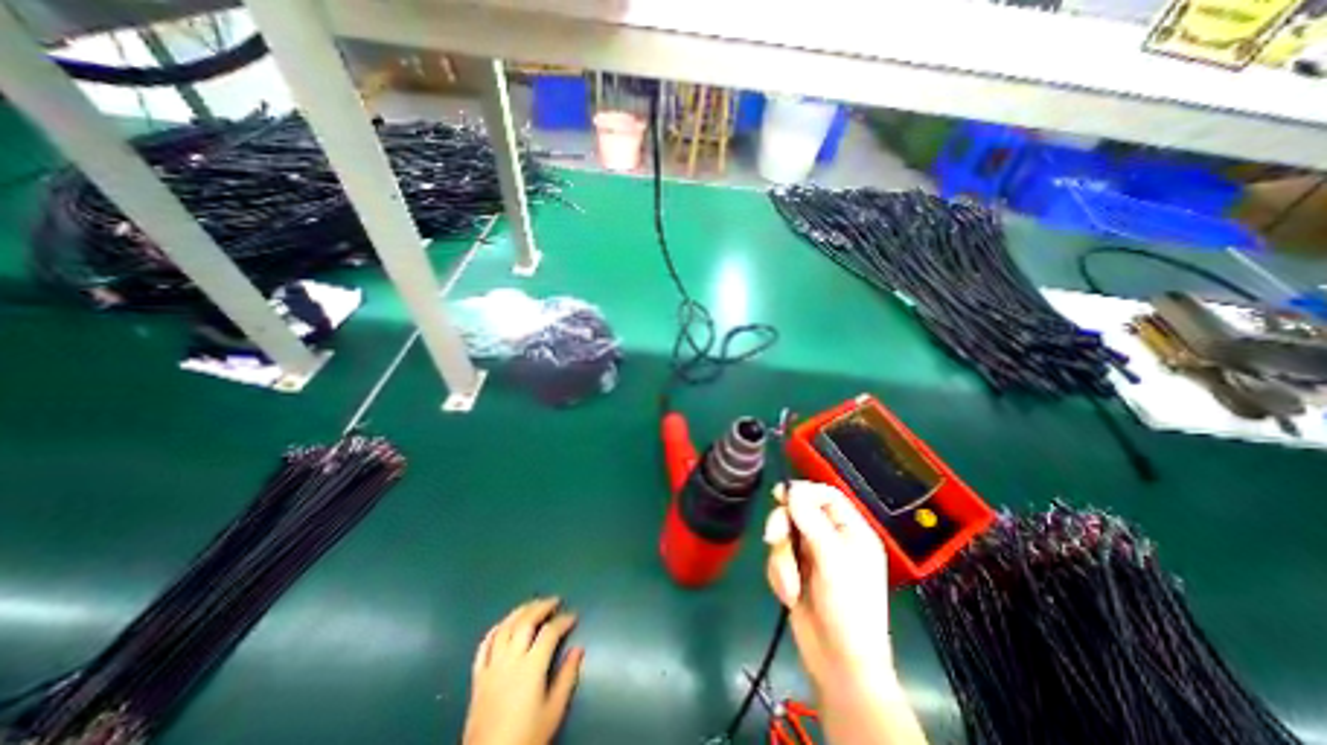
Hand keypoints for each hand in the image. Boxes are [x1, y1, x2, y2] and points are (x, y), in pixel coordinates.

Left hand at [463, 597, 582, 744]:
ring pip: (505, 628)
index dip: (563, 620)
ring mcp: (491, 667)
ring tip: (533, 604)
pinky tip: (503, 624)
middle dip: (542, 607)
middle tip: (555, 601)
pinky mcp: (477, 677)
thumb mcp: (553, 712)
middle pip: (526, 622)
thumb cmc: (526, 738)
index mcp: (531, 667)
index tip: (574, 616)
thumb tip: (578, 649)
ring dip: (520, 611)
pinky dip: (495, 630)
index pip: (549, 632)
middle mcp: (510, 660)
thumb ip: (567, 677)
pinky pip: (484, 646)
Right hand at [769, 482, 891, 697]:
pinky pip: (778, 557)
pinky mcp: (796, 570)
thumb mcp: (832, 561)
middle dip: (783, 528)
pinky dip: (779, 575)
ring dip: (781, 560)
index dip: (804, 491)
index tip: (780, 494)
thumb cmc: (847, 610)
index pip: (827, 496)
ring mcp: (812, 555)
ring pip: (784, 535)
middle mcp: (831, 539)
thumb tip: (792, 489)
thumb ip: (811, 521)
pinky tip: (789, 595)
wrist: (838, 665)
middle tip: (773, 539)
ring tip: (790, 586)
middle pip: (798, 512)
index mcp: (851, 532)